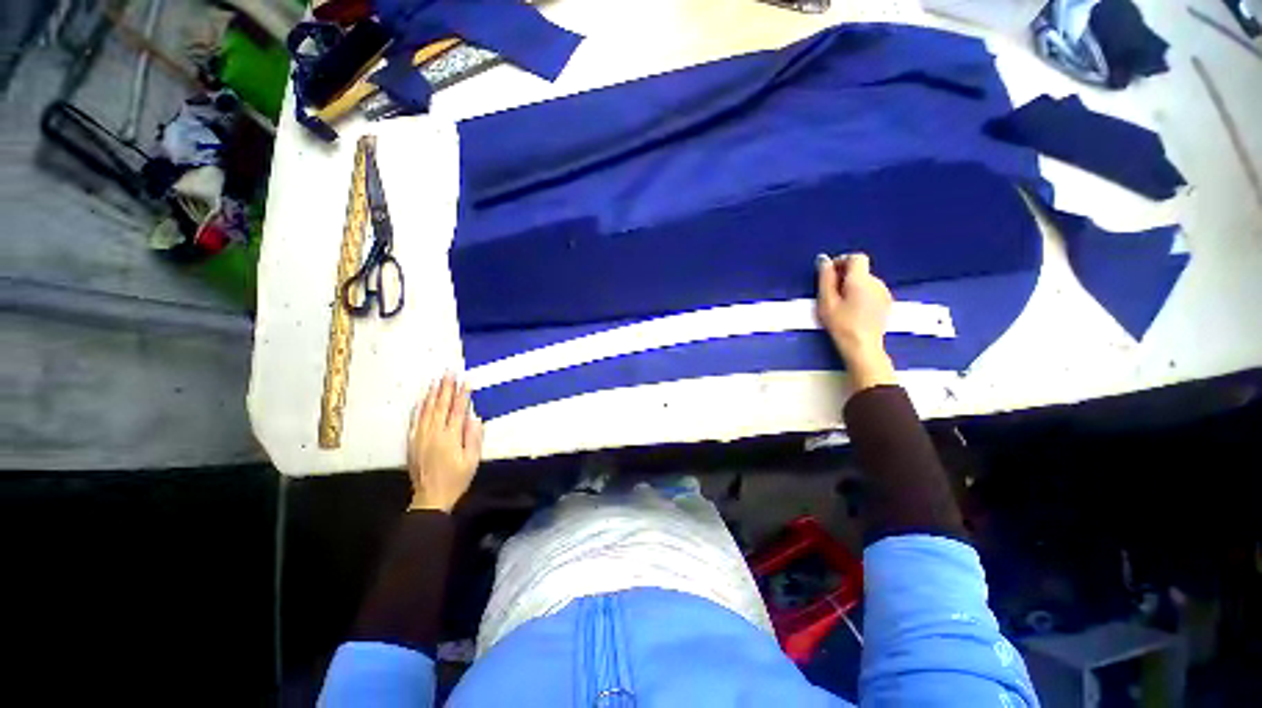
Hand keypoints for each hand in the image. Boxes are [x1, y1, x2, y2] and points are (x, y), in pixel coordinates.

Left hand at [406, 374, 483, 512]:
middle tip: (449, 373)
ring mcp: (421, 437)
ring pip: (426, 411)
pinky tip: (422, 400)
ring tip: (436, 381)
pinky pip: (415, 421)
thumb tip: (474, 417)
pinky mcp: (413, 442)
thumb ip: (473, 437)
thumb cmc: (456, 479)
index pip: (457, 410)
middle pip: (440, 406)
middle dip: (446, 388)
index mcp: (450, 437)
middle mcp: (433, 434)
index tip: (466, 381)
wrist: (431, 498)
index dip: (462, 395)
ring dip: (432, 394)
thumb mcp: (472, 461)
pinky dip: (420, 408)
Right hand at [816, 253, 896, 390]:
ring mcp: (884, 293)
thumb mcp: (826, 301)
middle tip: (831, 294)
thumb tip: (824, 259)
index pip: (856, 257)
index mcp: (861, 279)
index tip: (830, 276)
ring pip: (866, 281)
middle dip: (845, 276)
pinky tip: (854, 311)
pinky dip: (862, 295)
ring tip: (841, 305)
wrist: (862, 347)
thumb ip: (825, 278)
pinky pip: (872, 291)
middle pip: (861, 270)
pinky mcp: (887, 304)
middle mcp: (876, 282)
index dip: (842, 261)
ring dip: (853, 286)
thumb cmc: (841, 324)